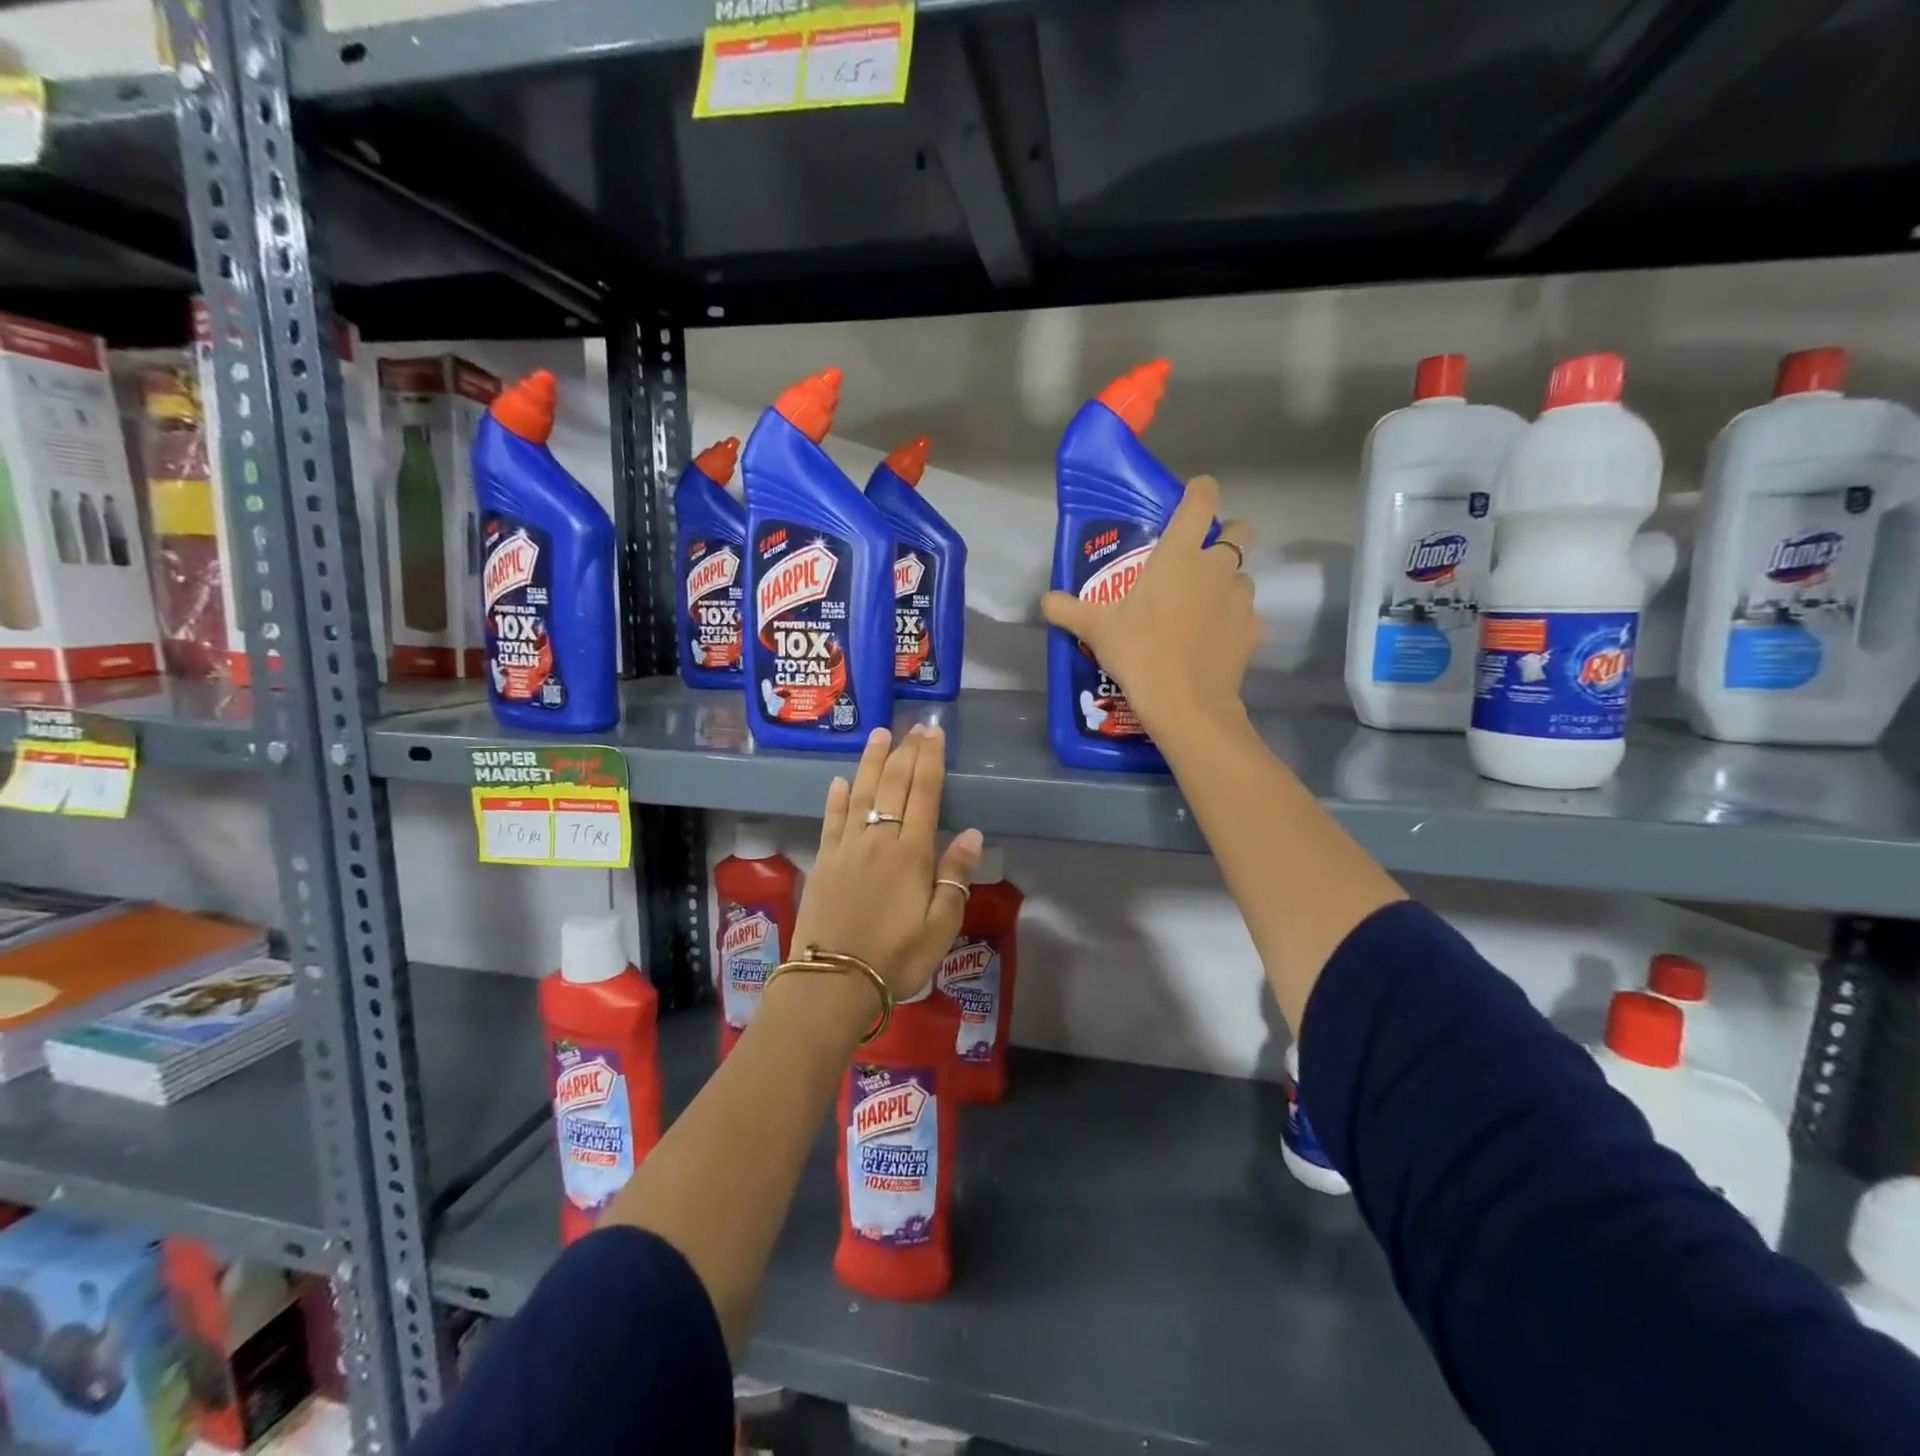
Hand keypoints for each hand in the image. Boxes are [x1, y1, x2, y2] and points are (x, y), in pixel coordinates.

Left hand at [792, 725, 982, 1000]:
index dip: (930, 761)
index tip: (933, 733)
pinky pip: (831, 821)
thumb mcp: (941, 926)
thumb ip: (955, 876)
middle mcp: (878, 839)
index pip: (924, 794)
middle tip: (914, 726)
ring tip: (879, 734)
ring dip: (871, 762)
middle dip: (906, 752)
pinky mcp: (823, 862)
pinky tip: (839, 781)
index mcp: (911, 853)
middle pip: (893, 786)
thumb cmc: (896, 957)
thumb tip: (971, 834)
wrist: (833, 981)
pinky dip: (836, 798)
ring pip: (861, 793)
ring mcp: (846, 848)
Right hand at [1041, 474, 1257, 734]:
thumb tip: (1044, 601)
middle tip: (1197, 562)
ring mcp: (1240, 598)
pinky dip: (1233, 622)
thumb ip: (1068, 609)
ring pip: (1242, 576)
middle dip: (1226, 536)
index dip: (1200, 491)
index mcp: (1179, 554)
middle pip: (1240, 530)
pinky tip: (1213, 642)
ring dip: (1226, 584)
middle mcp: (1217, 566)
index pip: (1203, 497)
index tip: (1190, 500)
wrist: (1184, 703)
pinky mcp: (1253, 629)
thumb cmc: (1139, 653)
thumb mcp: (1096, 630)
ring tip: (1201, 610)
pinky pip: (1246, 615)